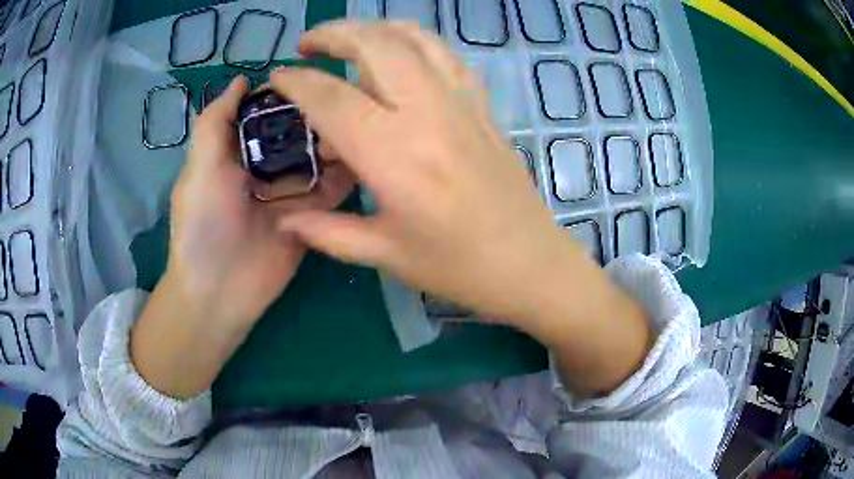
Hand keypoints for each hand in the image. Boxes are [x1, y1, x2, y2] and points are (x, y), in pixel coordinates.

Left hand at [167, 76, 352, 328]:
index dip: (286, 93)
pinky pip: (331, 192)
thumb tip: (240, 81)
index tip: (315, 76)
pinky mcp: (309, 218)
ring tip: (365, 122)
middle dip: (318, 117)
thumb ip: (215, 122)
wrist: (220, 293)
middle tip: (349, 100)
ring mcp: (289, 193)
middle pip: (296, 133)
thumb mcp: (200, 166)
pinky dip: (347, 176)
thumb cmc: (204, 224)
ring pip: (316, 159)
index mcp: (236, 151)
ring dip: (336, 143)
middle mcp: (263, 167)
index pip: (265, 112)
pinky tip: (368, 156)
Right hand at [273, 22, 586, 324]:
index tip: (276, 77)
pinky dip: (417, 40)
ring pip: (415, 39)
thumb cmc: (459, 268)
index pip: (331, 98)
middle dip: (334, 34)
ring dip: (376, 28)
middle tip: (308, 44)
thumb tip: (284, 222)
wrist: (530, 263)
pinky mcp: (484, 105)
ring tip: (350, 37)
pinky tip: (401, 50)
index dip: (297, 82)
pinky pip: (447, 55)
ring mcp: (462, 103)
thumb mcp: (386, 255)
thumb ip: (327, 231)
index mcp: (394, 156)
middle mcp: (428, 115)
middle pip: (375, 45)